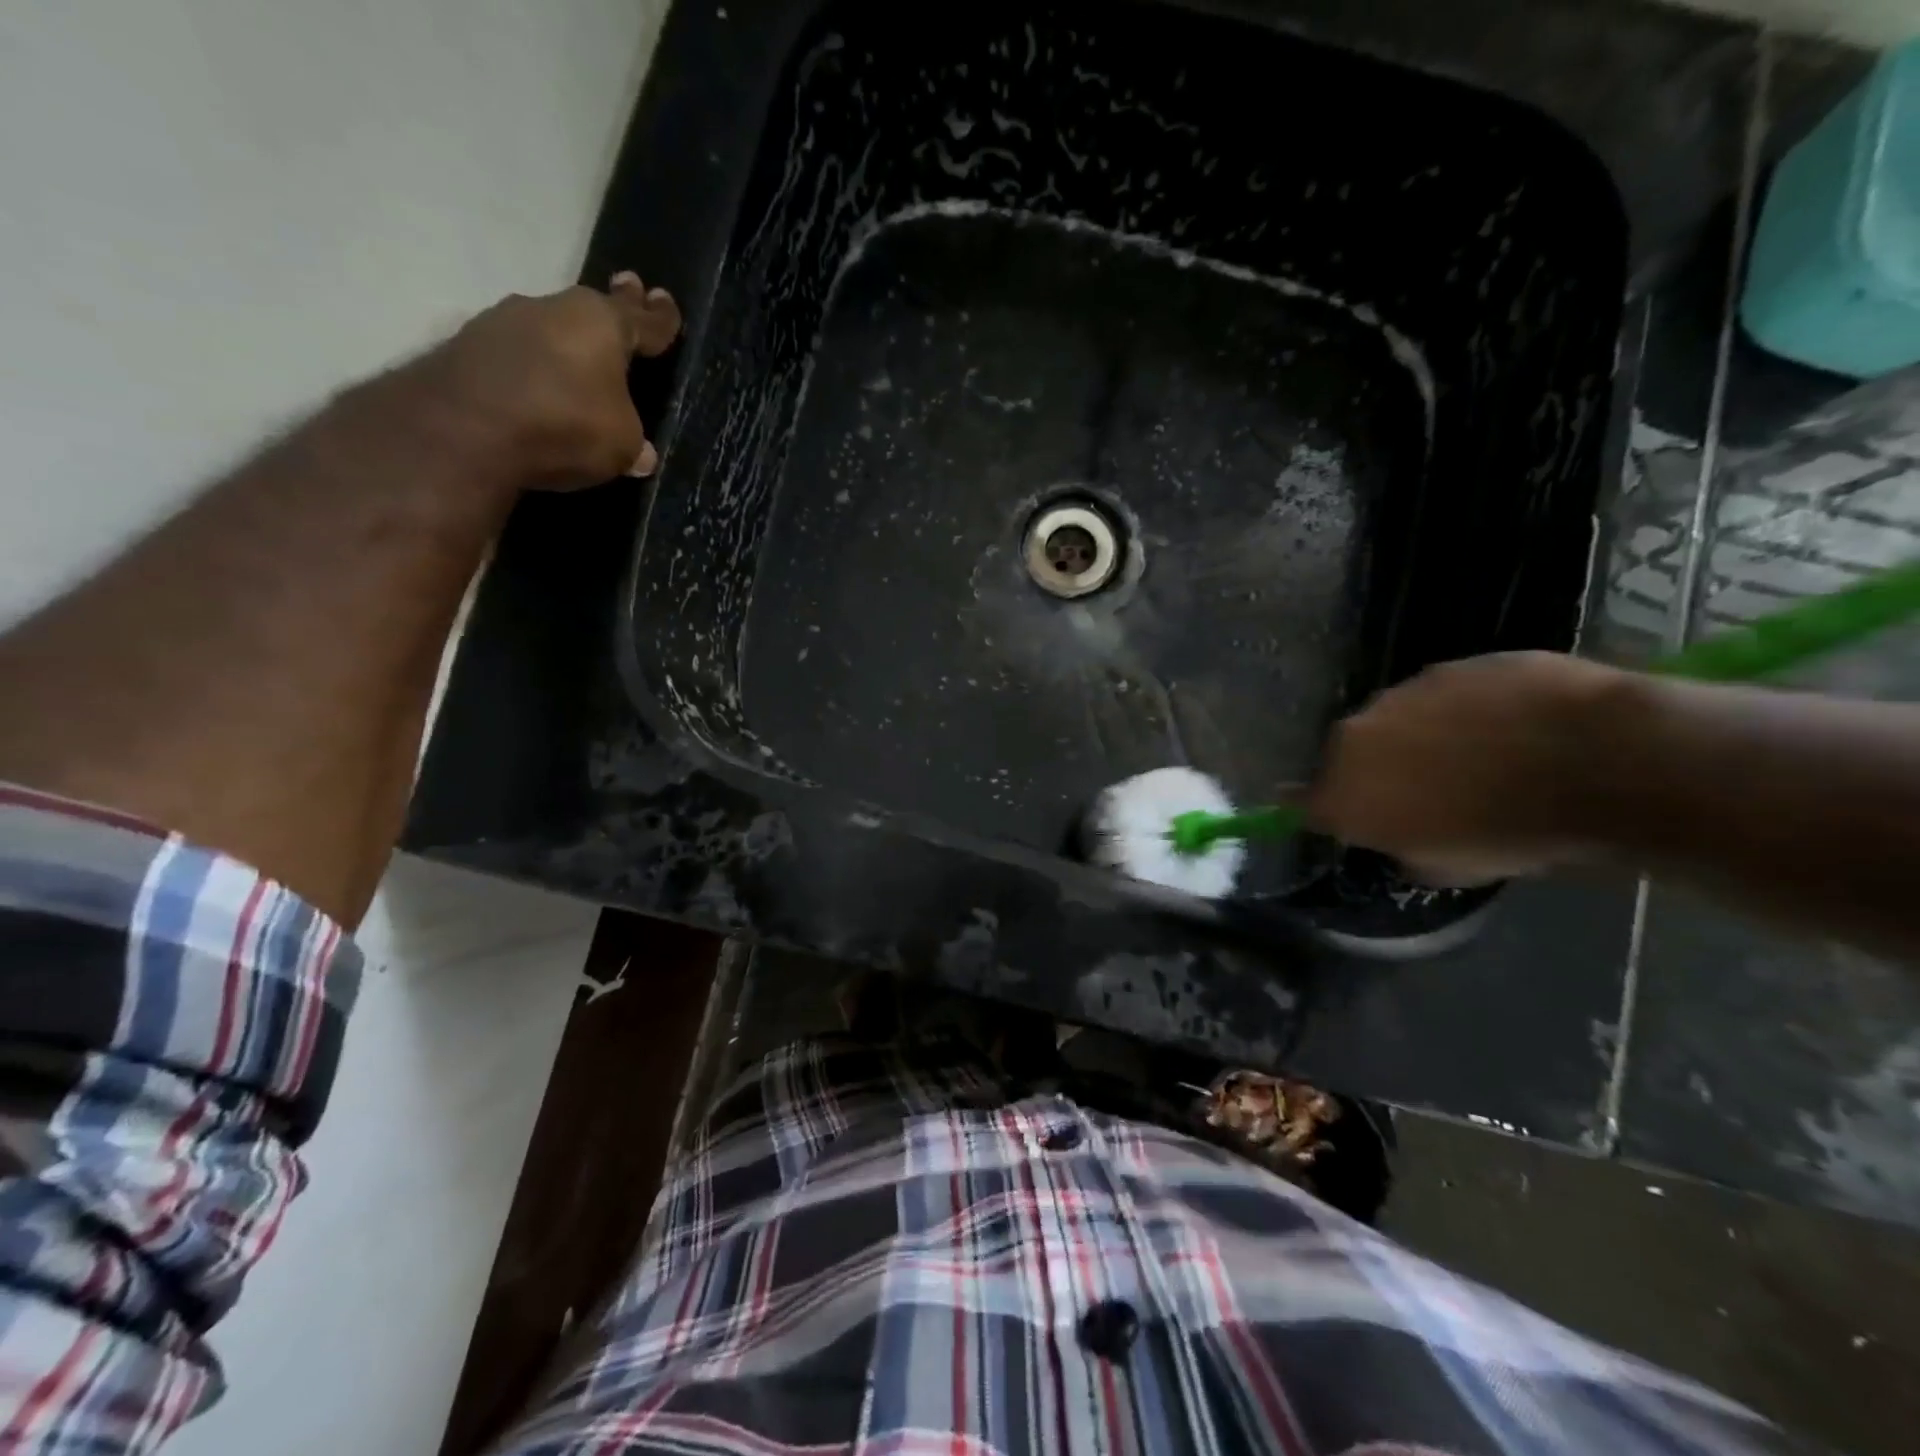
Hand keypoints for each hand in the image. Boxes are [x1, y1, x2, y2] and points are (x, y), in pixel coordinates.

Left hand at [420, 272, 682, 490]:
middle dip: (615, 305)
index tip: (665, 302)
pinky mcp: (469, 346)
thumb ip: (633, 442)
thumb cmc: (565, 425)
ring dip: (567, 342)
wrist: (463, 428)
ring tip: (580, 362)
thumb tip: (642, 453)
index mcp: (602, 323)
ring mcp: (505, 322)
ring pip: (551, 328)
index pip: (643, 320)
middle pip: (593, 310)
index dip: (660, 317)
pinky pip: (517, 354)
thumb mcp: (621, 444)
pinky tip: (537, 387)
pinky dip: (533, 366)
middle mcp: (554, 309)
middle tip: (629, 288)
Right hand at [1305, 652, 1631, 885]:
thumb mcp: (1449, 868)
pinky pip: (1440, 694)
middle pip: (1349, 755)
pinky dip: (1461, 710)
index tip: (1340, 814)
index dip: (1323, 809)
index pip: (1305, 803)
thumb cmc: (1512, 834)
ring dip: (1418, 736)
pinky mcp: (1445, 666)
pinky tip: (1506, 725)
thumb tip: (1402, 835)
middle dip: (1376, 769)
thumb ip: (1404, 847)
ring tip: (1476, 754)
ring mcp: (1399, 695)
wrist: (1594, 762)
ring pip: (1394, 720)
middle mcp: (1354, 739)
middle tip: (1425, 789)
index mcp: (1345, 793)